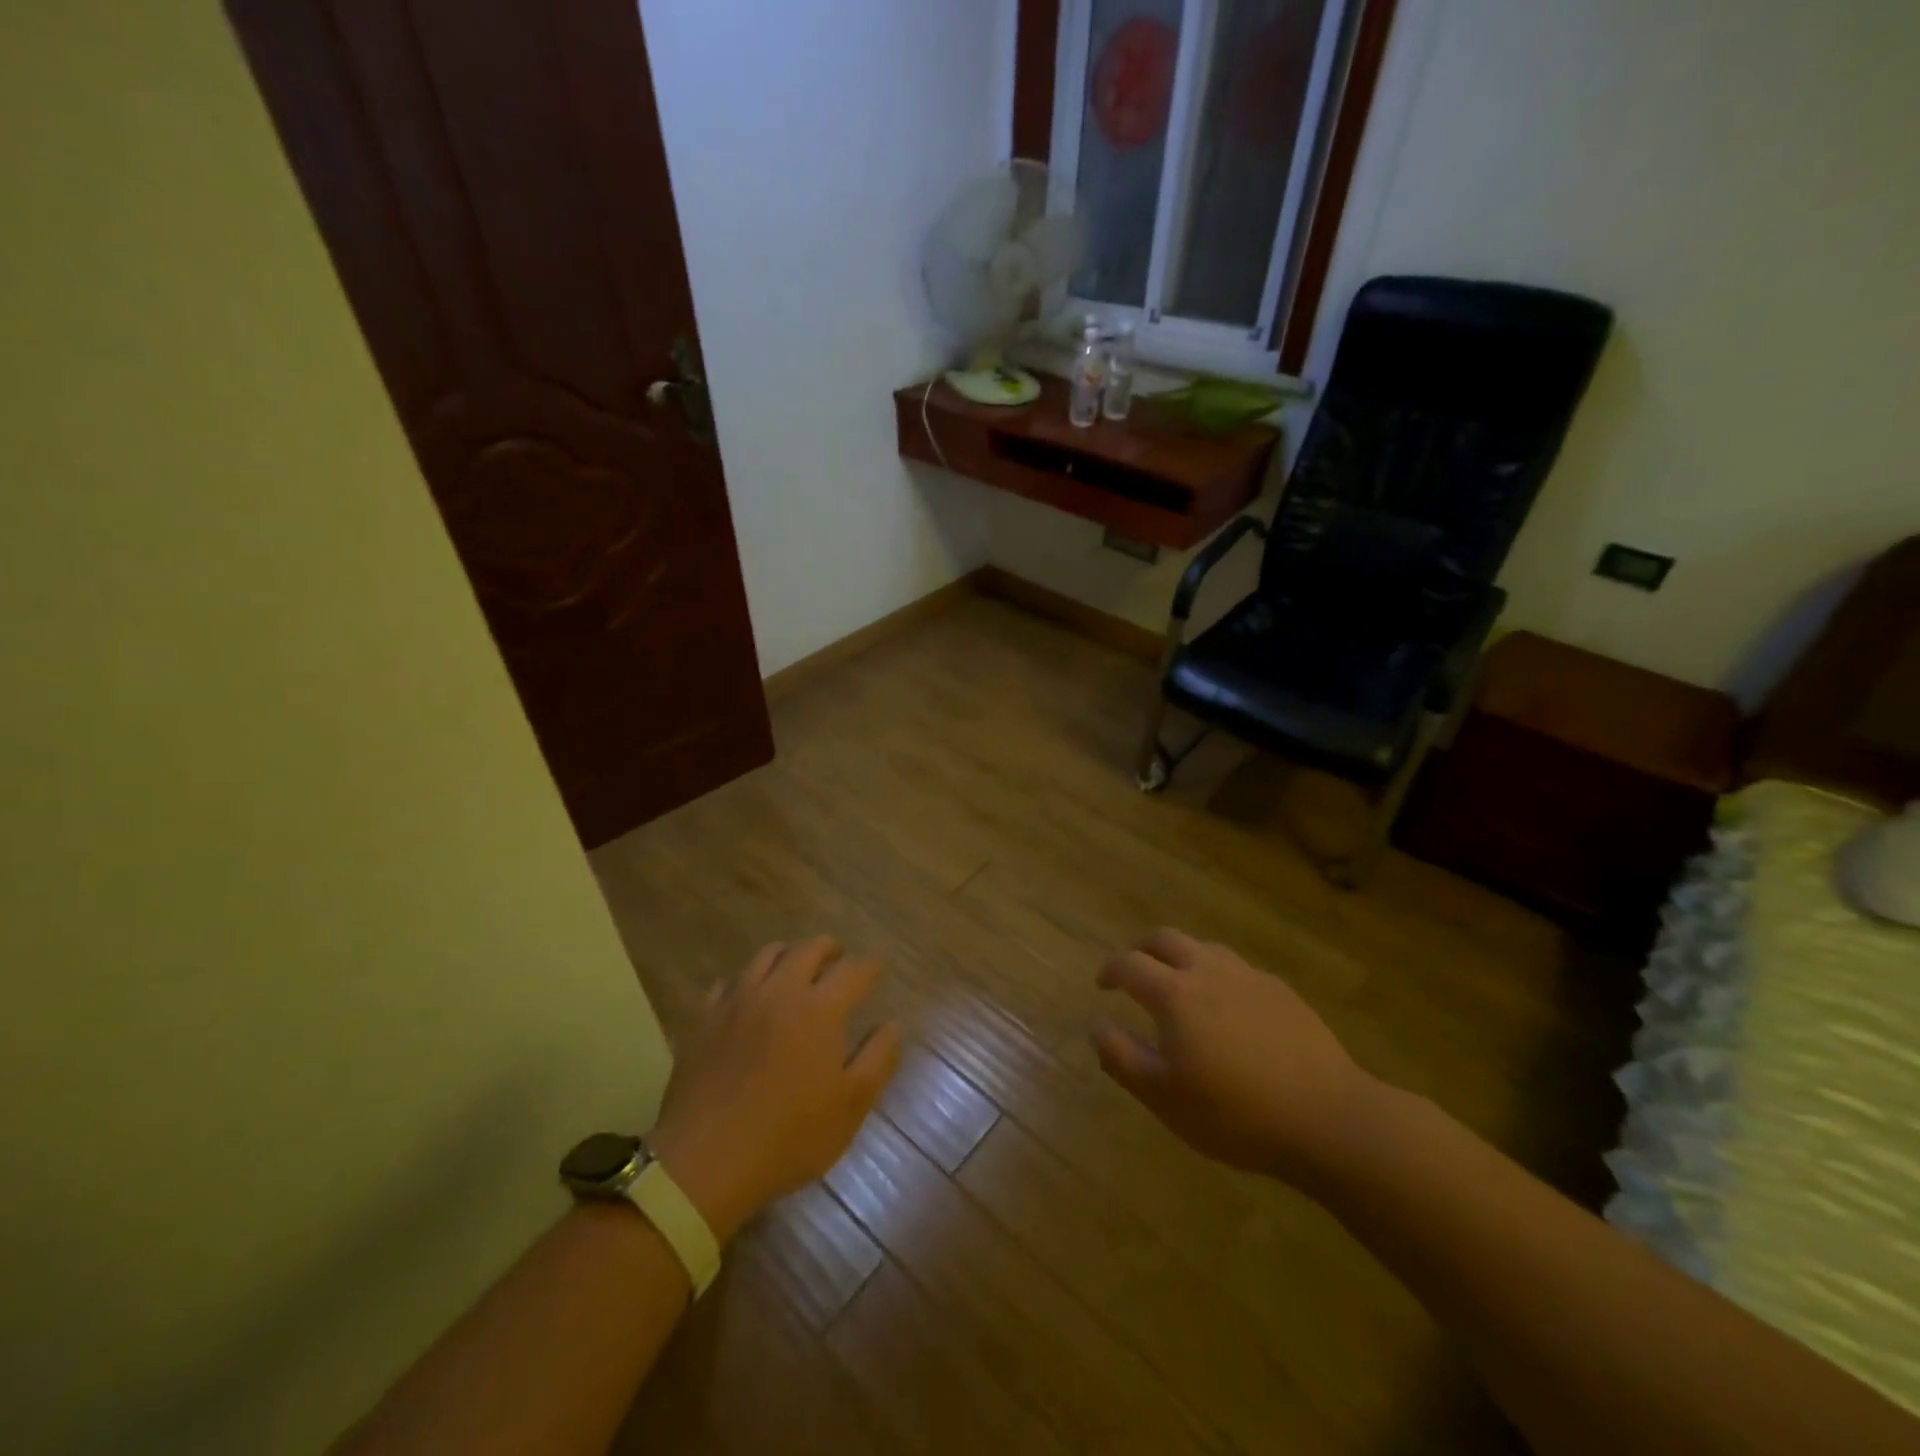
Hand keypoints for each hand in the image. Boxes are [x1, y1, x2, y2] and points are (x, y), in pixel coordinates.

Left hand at [647, 937, 901, 1241]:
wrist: (704, 1162)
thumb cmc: (788, 1137)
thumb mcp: (850, 1106)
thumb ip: (878, 1058)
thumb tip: (892, 1025)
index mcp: (820, 1009)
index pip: (853, 971)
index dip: (870, 966)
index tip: (878, 967)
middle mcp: (780, 991)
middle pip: (808, 949)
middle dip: (830, 949)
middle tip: (838, 959)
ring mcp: (737, 1001)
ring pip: (767, 955)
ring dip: (789, 954)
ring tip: (797, 968)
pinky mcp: (705, 1019)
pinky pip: (729, 982)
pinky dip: (748, 981)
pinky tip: (750, 997)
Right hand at [1092, 928, 1379, 1185]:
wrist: (1327, 1118)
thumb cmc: (1235, 1114)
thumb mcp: (1164, 1098)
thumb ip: (1122, 1058)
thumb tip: (1096, 1026)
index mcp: (1174, 994)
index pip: (1130, 964)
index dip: (1110, 970)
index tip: (1102, 984)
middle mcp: (1208, 971)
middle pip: (1166, 939)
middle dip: (1143, 948)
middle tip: (1135, 969)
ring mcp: (1249, 977)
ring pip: (1205, 949)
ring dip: (1182, 957)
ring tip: (1180, 985)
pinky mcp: (1282, 992)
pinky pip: (1238, 970)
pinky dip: (1218, 976)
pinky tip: (1228, 1008)